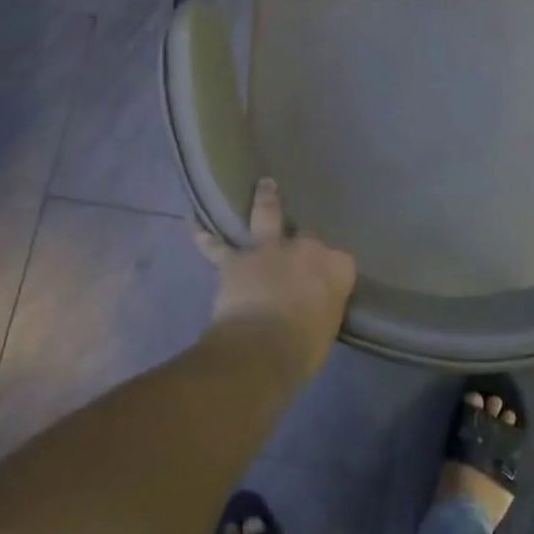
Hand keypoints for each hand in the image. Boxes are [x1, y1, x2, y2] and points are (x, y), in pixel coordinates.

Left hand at [197, 178, 355, 383]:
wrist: (261, 349)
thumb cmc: (304, 348)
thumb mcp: (327, 328)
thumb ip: (323, 306)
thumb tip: (314, 305)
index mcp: (337, 267)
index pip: (339, 260)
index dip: (329, 270)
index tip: (325, 282)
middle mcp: (306, 248)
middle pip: (306, 236)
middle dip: (300, 241)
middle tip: (297, 246)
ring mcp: (270, 249)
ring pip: (268, 216)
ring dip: (265, 199)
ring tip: (264, 184)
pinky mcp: (236, 260)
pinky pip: (217, 247)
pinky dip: (205, 237)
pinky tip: (194, 225)